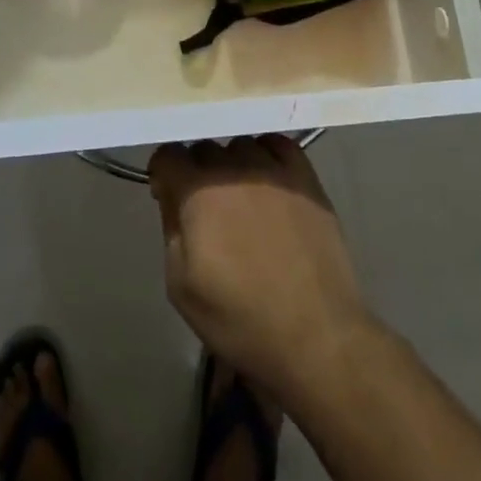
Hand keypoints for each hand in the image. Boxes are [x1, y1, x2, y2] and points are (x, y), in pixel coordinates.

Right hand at [149, 135, 374, 399]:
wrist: (317, 336)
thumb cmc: (240, 320)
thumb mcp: (181, 286)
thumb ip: (170, 227)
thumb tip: (170, 193)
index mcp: (198, 193)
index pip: (168, 154)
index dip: (163, 174)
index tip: (168, 197)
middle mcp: (234, 169)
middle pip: (204, 148)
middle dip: (196, 172)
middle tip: (205, 208)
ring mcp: (274, 169)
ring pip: (240, 145)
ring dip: (232, 164)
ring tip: (241, 198)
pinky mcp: (307, 178)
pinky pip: (278, 144)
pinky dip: (267, 155)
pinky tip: (269, 182)